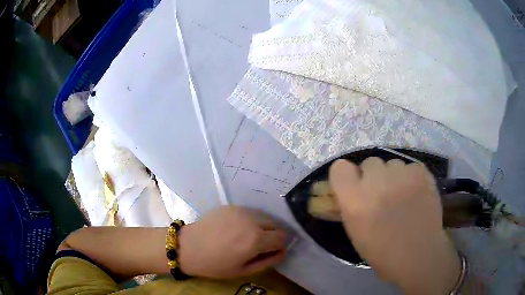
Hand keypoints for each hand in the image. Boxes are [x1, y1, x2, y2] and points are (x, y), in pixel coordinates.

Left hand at [178, 206, 286, 278]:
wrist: (188, 247)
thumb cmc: (215, 265)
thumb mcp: (244, 270)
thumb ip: (268, 261)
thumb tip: (283, 250)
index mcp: (256, 240)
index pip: (283, 237)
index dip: (280, 245)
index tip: (272, 251)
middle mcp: (252, 221)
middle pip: (276, 224)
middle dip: (273, 235)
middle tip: (260, 246)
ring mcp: (241, 211)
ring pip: (264, 216)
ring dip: (263, 227)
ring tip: (248, 237)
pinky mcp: (232, 206)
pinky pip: (250, 212)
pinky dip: (251, 221)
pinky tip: (237, 229)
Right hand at [329, 158, 460, 294]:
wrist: (419, 253)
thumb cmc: (383, 252)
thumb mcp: (356, 232)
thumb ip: (351, 206)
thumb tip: (353, 192)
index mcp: (354, 199)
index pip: (339, 168)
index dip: (347, 175)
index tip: (354, 185)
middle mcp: (375, 181)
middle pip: (369, 162)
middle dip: (373, 176)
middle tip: (382, 194)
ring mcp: (400, 173)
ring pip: (392, 164)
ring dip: (393, 177)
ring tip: (403, 195)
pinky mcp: (420, 172)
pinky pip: (411, 167)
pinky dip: (412, 178)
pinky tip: (417, 194)